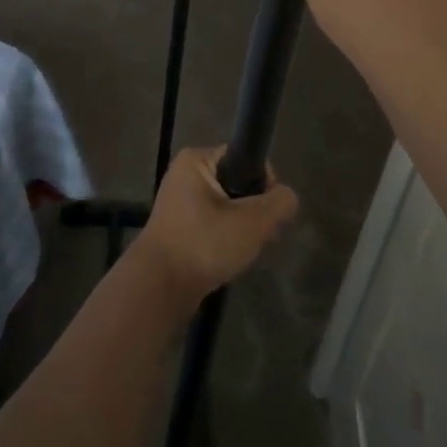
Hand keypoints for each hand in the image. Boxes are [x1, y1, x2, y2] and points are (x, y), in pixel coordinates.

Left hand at [136, 147, 297, 307]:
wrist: (158, 288)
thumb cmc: (204, 243)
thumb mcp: (253, 221)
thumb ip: (279, 203)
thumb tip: (287, 198)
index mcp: (196, 160)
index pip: (245, 158)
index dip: (265, 182)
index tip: (269, 212)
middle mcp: (184, 176)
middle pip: (238, 185)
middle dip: (255, 211)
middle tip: (262, 236)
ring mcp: (179, 204)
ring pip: (227, 208)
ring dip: (243, 228)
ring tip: (247, 251)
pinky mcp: (178, 230)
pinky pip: (213, 225)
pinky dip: (226, 240)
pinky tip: (232, 259)